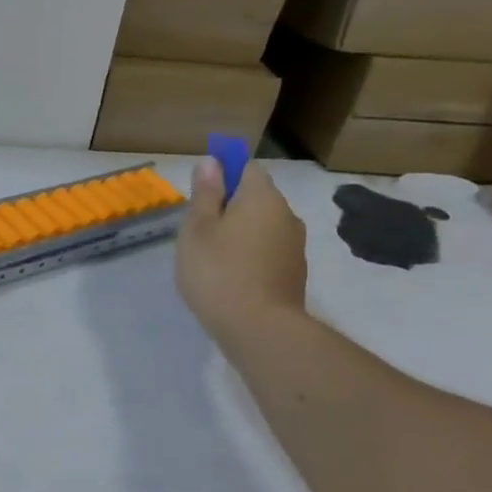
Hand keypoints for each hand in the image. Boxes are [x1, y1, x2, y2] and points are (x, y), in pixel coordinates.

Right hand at [175, 157, 308, 349]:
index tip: (200, 196)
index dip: (223, 174)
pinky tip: (230, 277)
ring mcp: (294, 245)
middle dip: (229, 206)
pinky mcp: (293, 272)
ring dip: (240, 233)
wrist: (259, 329)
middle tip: (198, 231)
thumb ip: (205, 193)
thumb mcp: (197, 229)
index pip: (246, 167)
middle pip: (255, 197)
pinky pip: (267, 250)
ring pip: (262, 225)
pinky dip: (250, 255)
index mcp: (262, 197)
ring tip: (212, 257)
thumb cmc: (218, 272)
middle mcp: (286, 215)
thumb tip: (212, 162)